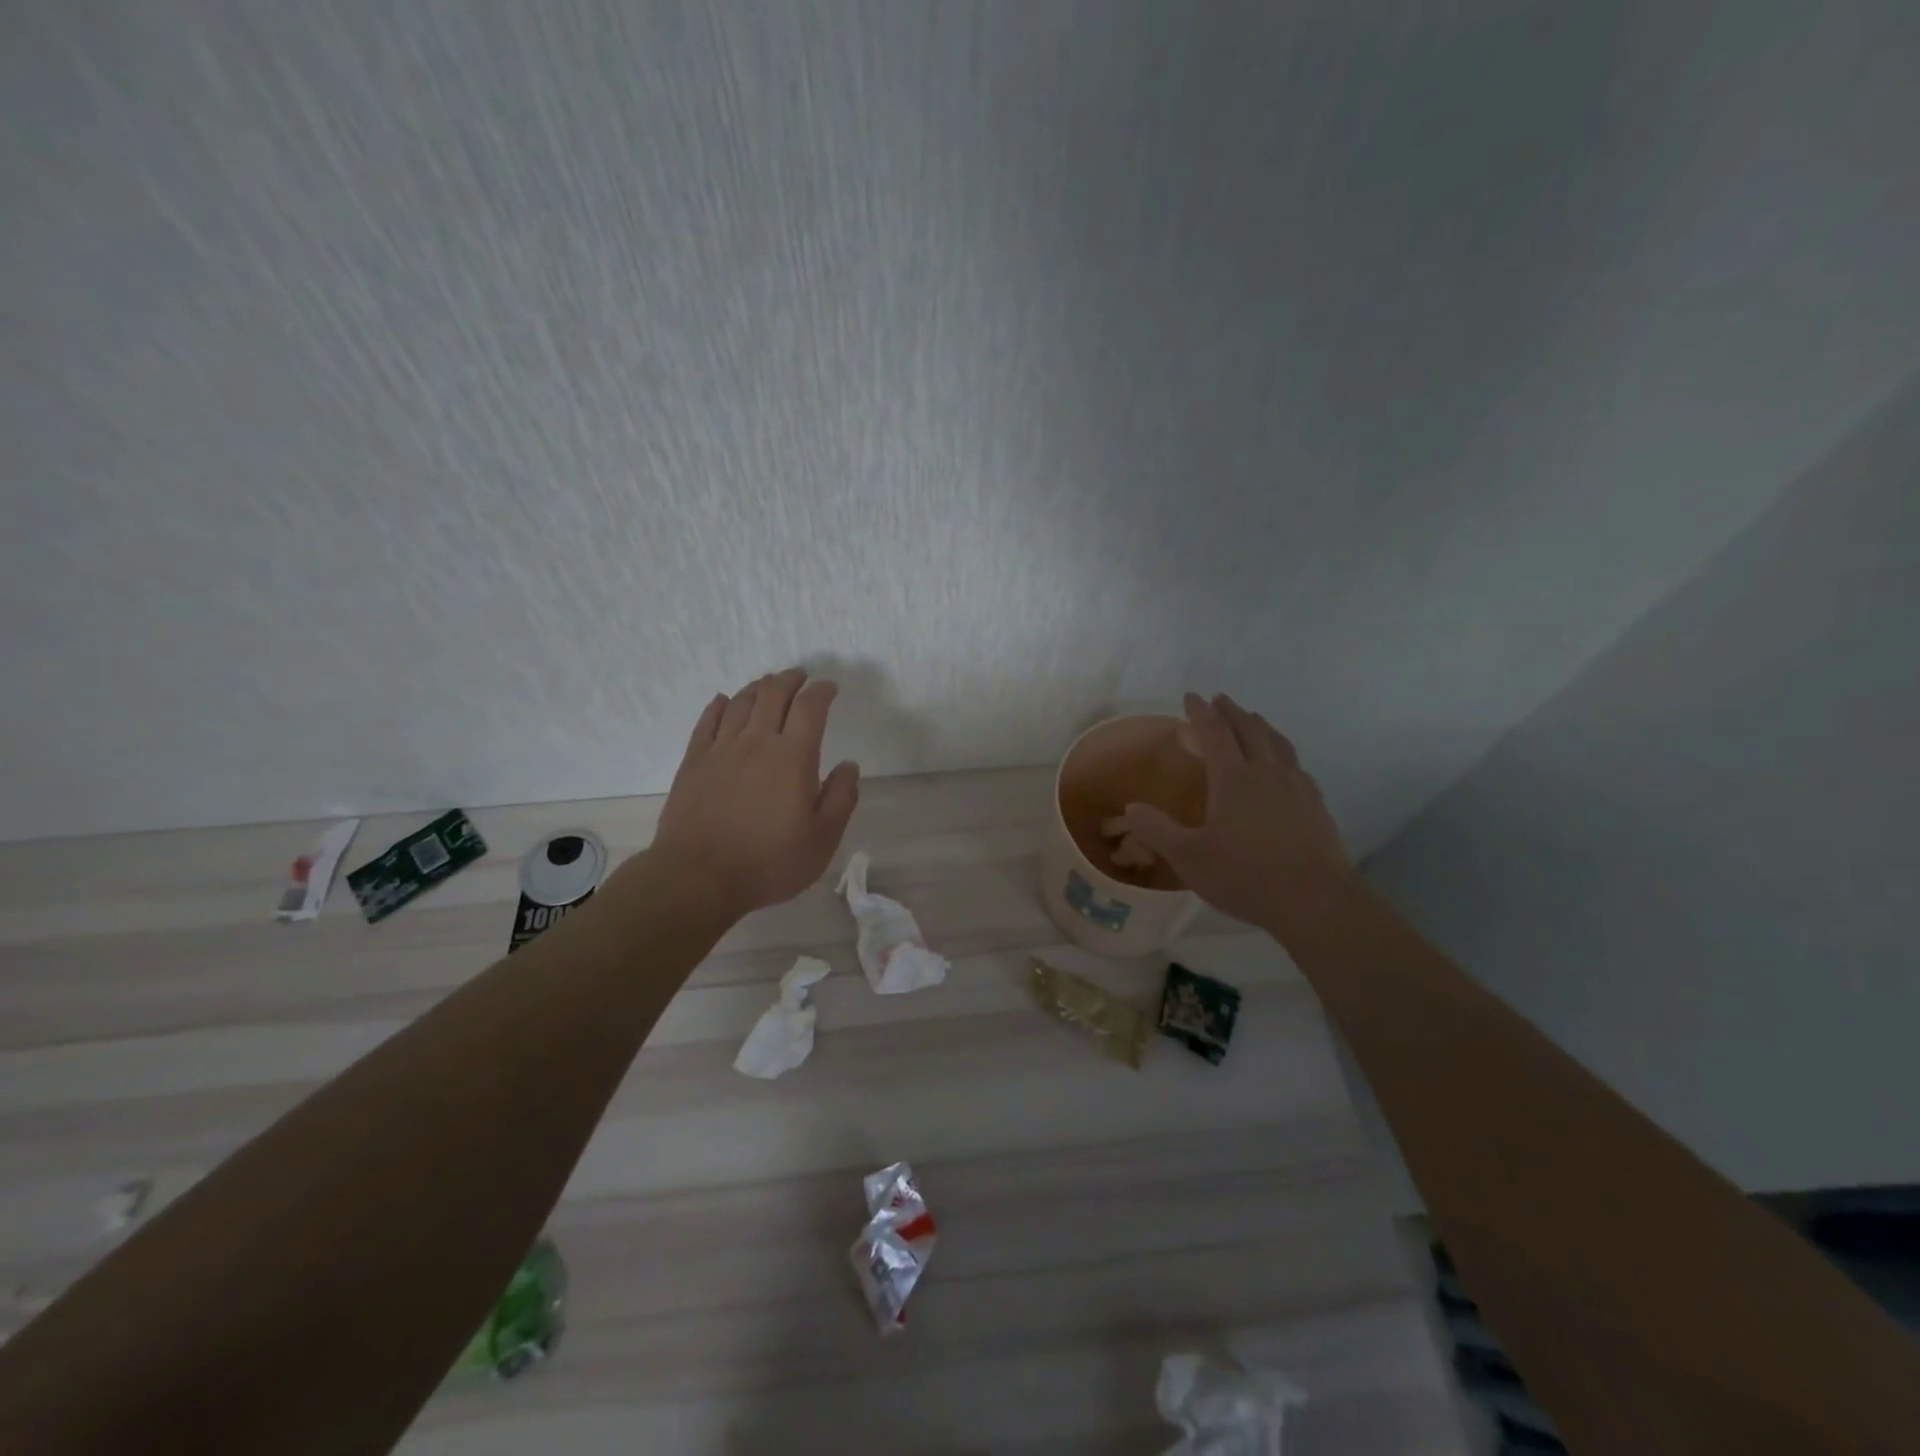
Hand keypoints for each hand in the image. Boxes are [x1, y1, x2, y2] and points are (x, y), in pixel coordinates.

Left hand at [647, 669, 860, 917]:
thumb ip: (841, 798)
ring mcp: (721, 749)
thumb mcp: (822, 839)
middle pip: (773, 694)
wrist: (699, 877)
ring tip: (768, 684)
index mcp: (793, 757)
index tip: (829, 688)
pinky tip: (725, 701)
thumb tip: (849, 766)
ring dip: (759, 687)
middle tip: (800, 676)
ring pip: (741, 702)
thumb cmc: (769, 861)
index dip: (822, 692)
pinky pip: (708, 721)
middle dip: (790, 679)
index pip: (810, 708)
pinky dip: (720, 705)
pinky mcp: (694, 762)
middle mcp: (757, 742)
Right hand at [1122, 693, 1355, 943]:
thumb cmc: (1245, 876)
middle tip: (1221, 700)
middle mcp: (1267, 773)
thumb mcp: (1189, 857)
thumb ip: (1157, 830)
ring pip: (1278, 743)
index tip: (1192, 697)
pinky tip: (1285, 764)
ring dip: (1261, 726)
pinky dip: (1283, 752)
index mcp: (1234, 779)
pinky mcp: (1315, 805)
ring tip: (1253, 720)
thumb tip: (1130, 807)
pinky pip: (1296, 765)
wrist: (1315, 901)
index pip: (1215, 733)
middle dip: (1232, 712)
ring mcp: (1297, 787)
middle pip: (1250, 730)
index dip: (1201, 713)